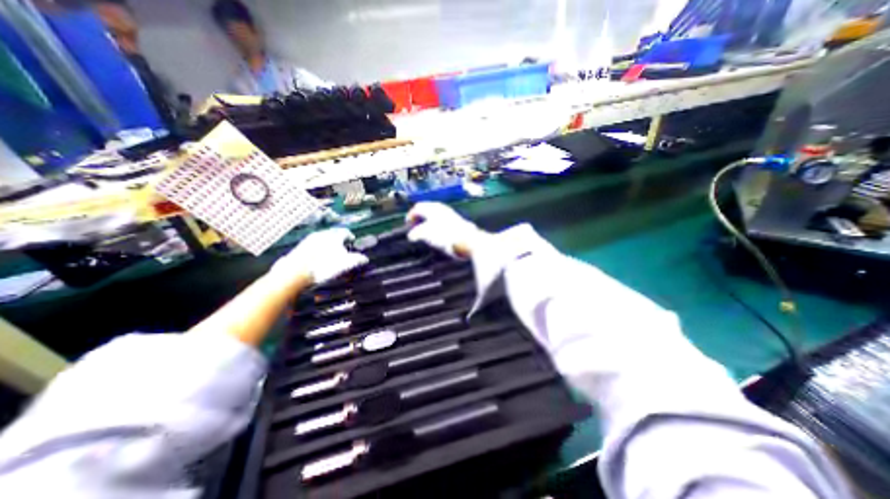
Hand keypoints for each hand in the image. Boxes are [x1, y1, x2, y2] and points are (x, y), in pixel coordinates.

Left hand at [274, 226, 366, 284]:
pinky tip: (318, 261)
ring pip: (322, 241)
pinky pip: (313, 247)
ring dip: (328, 247)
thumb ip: (358, 259)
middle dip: (339, 242)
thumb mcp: (347, 264)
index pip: (346, 232)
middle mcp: (321, 234)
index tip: (352, 244)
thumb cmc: (325, 266)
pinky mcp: (298, 248)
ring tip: (331, 257)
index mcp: (334, 235)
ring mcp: (308, 240)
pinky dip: (318, 252)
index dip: (350, 238)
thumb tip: (365, 258)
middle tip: (343, 251)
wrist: (295, 273)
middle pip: (333, 235)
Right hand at [406, 203, 488, 256]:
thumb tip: (411, 235)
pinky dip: (436, 225)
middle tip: (414, 226)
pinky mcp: (457, 222)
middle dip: (419, 217)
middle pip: (427, 209)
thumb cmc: (446, 235)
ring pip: (435, 215)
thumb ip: (416, 233)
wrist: (467, 240)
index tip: (407, 223)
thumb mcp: (426, 234)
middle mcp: (442, 208)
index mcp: (432, 208)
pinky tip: (438, 234)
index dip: (410, 215)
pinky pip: (442, 220)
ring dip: (428, 221)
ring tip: (425, 231)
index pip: (418, 207)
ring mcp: (450, 214)